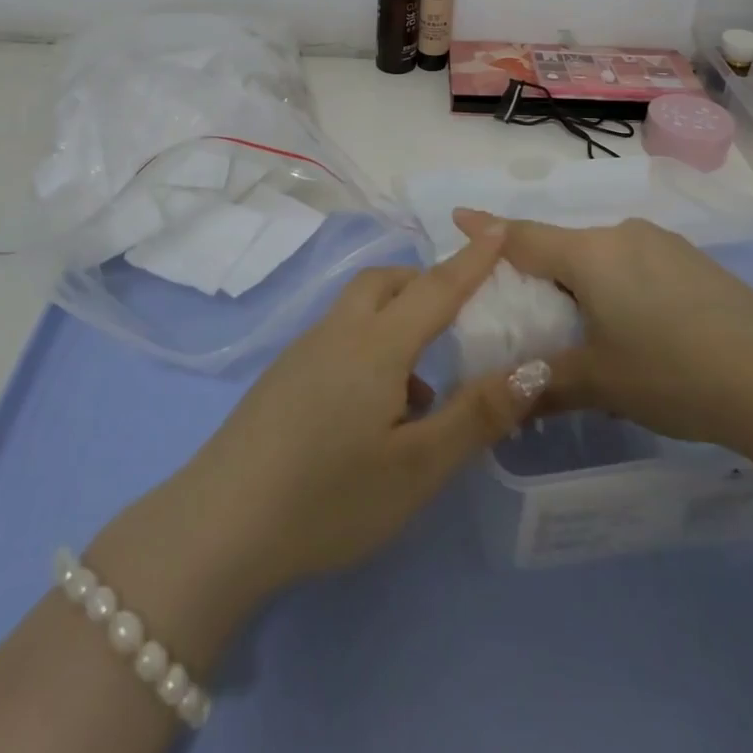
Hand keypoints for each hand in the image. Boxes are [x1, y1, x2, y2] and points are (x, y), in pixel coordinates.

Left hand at [87, 220, 549, 653]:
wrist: (220, 526)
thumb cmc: (329, 496)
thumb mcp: (417, 467)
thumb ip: (476, 414)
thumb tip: (532, 368)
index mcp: (377, 343)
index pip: (436, 287)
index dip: (471, 259)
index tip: (496, 227)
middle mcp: (339, 333)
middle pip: (386, 283)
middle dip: (425, 284)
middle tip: (458, 316)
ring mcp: (304, 352)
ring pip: (360, 311)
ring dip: (397, 322)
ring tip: (424, 388)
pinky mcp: (283, 377)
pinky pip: (340, 339)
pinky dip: (371, 349)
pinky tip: (377, 413)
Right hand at [454, 209, 752, 448]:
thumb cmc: (673, 373)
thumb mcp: (600, 383)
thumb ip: (545, 385)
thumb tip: (506, 402)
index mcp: (590, 255)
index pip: (523, 237)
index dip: (486, 230)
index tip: (459, 216)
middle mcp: (622, 236)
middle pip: (563, 246)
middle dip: (538, 268)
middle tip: (523, 304)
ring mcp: (663, 245)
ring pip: (602, 254)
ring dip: (581, 279)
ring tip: (581, 323)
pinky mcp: (694, 263)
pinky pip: (635, 263)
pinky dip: (616, 284)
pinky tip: (635, 325)